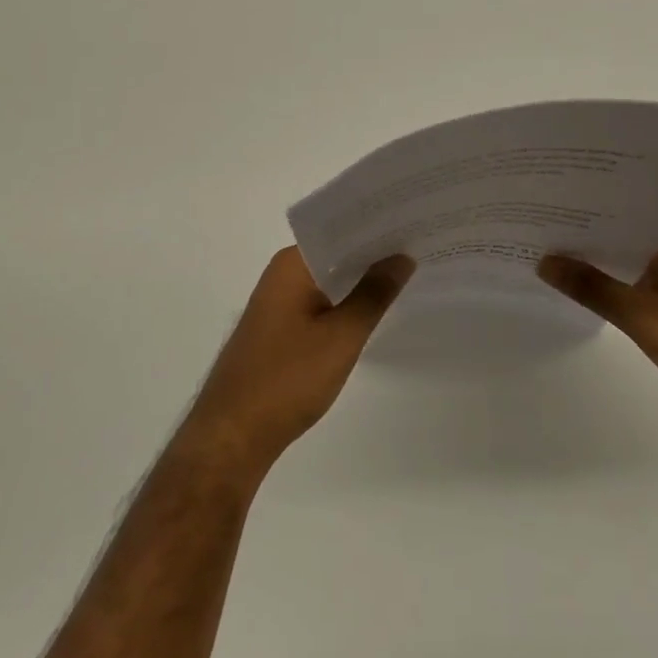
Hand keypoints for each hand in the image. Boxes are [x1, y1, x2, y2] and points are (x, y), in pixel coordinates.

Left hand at [181, 248, 414, 479]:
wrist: (234, 434)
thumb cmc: (287, 379)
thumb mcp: (341, 336)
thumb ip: (373, 294)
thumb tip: (401, 257)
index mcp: (292, 264)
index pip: (341, 231)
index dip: (377, 227)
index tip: (415, 222)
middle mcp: (282, 274)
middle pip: (335, 254)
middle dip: (374, 254)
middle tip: (423, 247)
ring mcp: (278, 302)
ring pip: (328, 280)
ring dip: (360, 280)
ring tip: (409, 274)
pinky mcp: (279, 328)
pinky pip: (319, 302)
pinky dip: (345, 303)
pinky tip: (374, 310)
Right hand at [538, 214, 657, 435]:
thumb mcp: (642, 316)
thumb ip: (591, 287)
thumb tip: (544, 261)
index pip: (630, 202)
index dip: (590, 200)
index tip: (549, 197)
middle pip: (631, 227)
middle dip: (589, 229)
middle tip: (539, 222)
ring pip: (637, 255)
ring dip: (603, 258)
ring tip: (551, 250)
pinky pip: (647, 278)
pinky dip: (619, 280)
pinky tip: (586, 285)